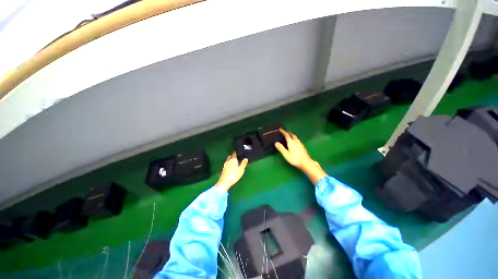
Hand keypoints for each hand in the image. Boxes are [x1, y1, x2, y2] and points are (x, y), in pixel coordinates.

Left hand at [216, 152, 248, 190]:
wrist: (225, 182)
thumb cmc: (234, 175)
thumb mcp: (241, 169)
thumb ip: (244, 163)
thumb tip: (246, 158)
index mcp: (233, 159)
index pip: (234, 154)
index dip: (236, 152)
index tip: (238, 152)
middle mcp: (228, 161)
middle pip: (230, 156)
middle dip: (233, 156)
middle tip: (237, 156)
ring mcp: (225, 165)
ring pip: (228, 160)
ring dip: (231, 160)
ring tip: (234, 161)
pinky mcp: (223, 169)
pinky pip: (227, 164)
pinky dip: (229, 164)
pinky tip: (231, 166)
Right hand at [275, 129, 313, 169]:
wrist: (306, 162)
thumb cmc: (295, 159)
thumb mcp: (286, 154)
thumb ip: (281, 148)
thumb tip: (276, 142)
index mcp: (291, 142)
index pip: (286, 135)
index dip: (283, 132)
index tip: (280, 129)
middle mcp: (296, 141)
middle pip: (292, 135)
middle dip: (288, 132)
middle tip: (285, 132)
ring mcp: (300, 144)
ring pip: (295, 137)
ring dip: (292, 135)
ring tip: (289, 136)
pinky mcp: (302, 147)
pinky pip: (297, 140)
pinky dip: (294, 139)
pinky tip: (294, 142)